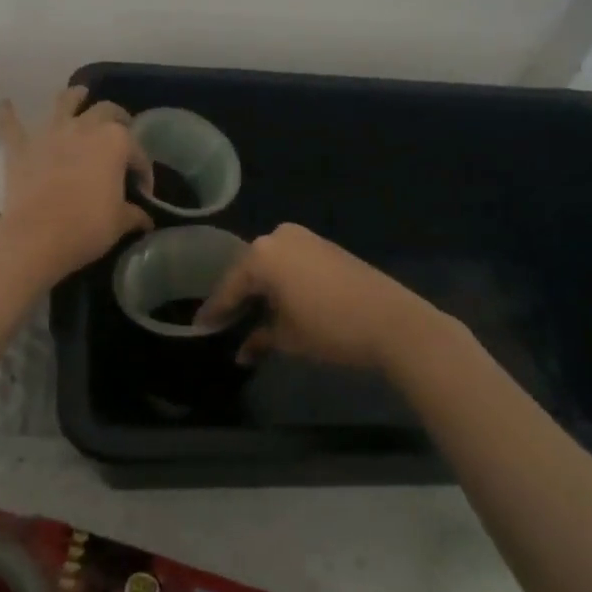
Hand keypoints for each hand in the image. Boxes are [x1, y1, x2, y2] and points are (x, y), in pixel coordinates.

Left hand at [0, 87, 153, 280]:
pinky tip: (4, 104)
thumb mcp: (120, 222)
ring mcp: (50, 133)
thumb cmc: (87, 226)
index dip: (143, 171)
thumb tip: (144, 218)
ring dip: (72, 96)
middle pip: (105, 111)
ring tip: (78, 94)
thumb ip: (134, 214)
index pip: (137, 153)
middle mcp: (84, 127)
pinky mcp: (21, 147)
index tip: (142, 191)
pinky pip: (11, 125)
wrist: (37, 237)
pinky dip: (7, 114)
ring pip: (63, 102)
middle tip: (120, 129)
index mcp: (115, 141)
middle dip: (116, 118)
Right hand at [194, 223, 456, 371]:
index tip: (199, 327)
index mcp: (262, 255)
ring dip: (261, 289)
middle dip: (238, 298)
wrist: (393, 321)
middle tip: (223, 322)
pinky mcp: (325, 246)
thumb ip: (259, 339)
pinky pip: (292, 262)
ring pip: (271, 265)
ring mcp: (305, 238)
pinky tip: (279, 303)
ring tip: (250, 316)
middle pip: (249, 271)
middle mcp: (279, 238)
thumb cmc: (330, 329)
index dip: (215, 311)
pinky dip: (282, 281)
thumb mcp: (288, 338)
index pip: (230, 286)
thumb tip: (242, 353)